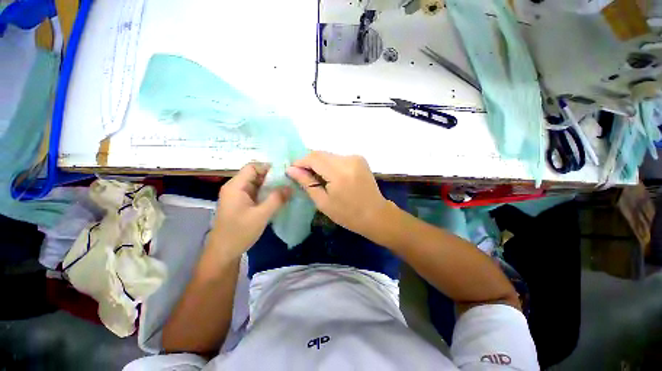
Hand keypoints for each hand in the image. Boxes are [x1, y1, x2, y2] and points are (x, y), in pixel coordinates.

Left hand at [210, 163, 290, 261]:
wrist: (223, 252)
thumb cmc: (239, 232)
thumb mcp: (261, 215)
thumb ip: (276, 199)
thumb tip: (290, 187)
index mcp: (236, 186)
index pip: (252, 167)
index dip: (268, 167)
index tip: (284, 173)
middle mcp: (236, 187)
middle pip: (255, 174)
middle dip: (272, 177)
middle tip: (289, 181)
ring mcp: (239, 196)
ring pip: (257, 184)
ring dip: (271, 186)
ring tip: (287, 188)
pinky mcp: (242, 203)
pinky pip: (256, 193)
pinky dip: (267, 193)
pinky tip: (278, 198)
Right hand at [286, 151, 387, 236]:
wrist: (376, 215)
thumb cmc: (348, 214)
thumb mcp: (323, 202)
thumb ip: (307, 183)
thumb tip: (291, 169)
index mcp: (339, 172)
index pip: (313, 157)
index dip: (300, 162)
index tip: (292, 171)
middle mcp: (349, 159)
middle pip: (321, 154)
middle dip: (308, 163)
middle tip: (302, 176)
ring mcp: (356, 157)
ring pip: (329, 155)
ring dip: (319, 164)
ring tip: (316, 178)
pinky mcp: (360, 159)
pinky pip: (338, 158)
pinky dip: (329, 164)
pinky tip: (329, 176)